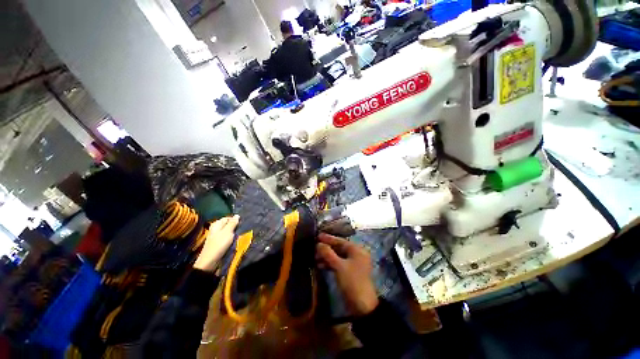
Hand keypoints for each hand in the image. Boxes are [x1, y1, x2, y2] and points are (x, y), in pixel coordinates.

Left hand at [194, 215, 239, 271]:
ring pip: (229, 231)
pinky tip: (235, 240)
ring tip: (240, 235)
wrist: (210, 261)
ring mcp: (217, 236)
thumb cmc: (219, 244)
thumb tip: (237, 215)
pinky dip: (232, 238)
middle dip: (235, 226)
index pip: (228, 218)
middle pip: (228, 225)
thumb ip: (232, 223)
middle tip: (242, 229)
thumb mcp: (227, 232)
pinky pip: (228, 238)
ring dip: (234, 233)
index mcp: (217, 224)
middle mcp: (216, 229)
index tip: (242, 223)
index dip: (235, 219)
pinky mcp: (219, 243)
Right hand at [315, 233, 378, 316]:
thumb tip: (319, 244)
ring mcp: (353, 264)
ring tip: (315, 257)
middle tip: (314, 247)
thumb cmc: (352, 281)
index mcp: (356, 250)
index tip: (318, 235)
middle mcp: (356, 254)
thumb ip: (328, 253)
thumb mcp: (339, 266)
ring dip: (327, 256)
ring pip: (338, 256)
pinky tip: (320, 265)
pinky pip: (338, 264)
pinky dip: (330, 264)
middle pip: (339, 248)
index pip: (340, 241)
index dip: (329, 238)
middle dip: (326, 248)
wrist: (362, 306)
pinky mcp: (350, 272)